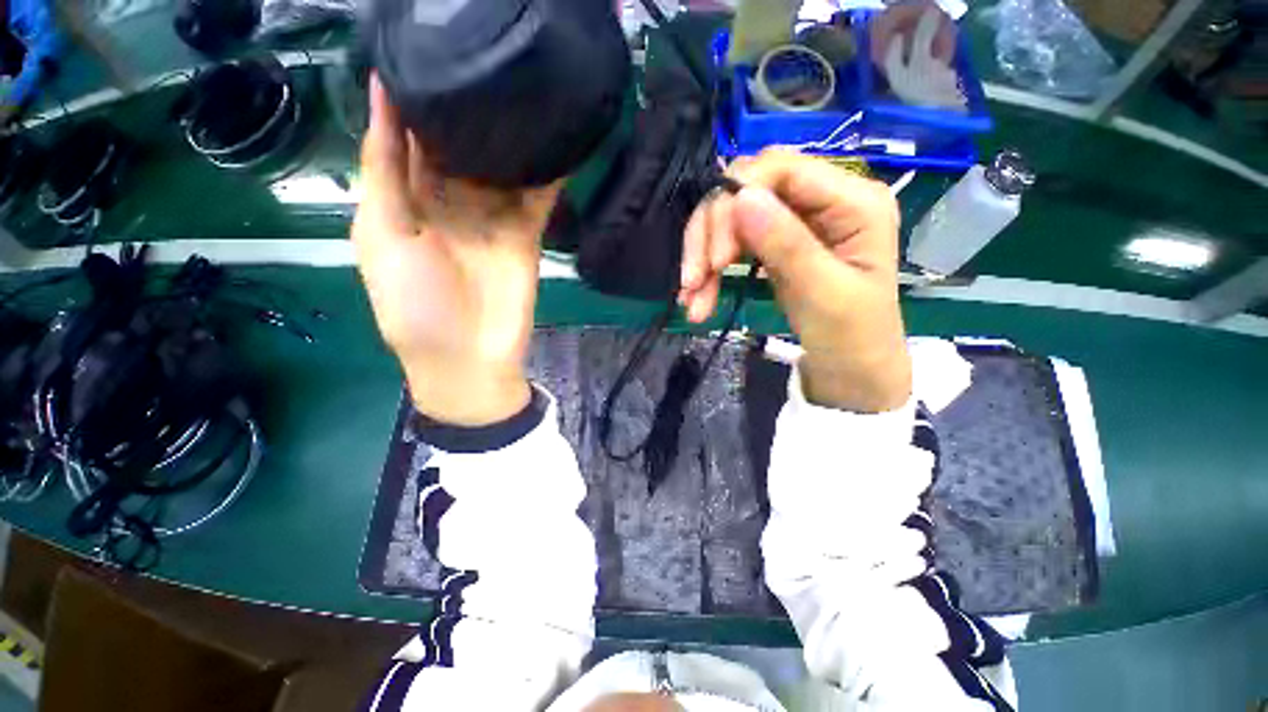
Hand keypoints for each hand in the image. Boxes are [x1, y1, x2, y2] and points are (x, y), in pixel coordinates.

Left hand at [353, 76, 561, 425]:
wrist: (469, 359)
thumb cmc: (414, 306)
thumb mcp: (382, 235)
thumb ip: (385, 170)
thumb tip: (383, 96)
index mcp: (406, 201)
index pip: (409, 137)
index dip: (414, 97)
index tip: (425, 49)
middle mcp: (450, 203)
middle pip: (459, 146)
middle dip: (468, 107)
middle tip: (484, 54)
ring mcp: (492, 219)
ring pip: (500, 166)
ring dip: (509, 133)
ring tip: (523, 82)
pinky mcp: (525, 235)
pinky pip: (536, 197)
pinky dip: (546, 171)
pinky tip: (556, 135)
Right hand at [680, 149, 910, 412]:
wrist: (850, 369)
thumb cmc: (851, 337)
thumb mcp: (823, 293)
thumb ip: (786, 244)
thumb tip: (741, 196)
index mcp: (853, 201)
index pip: (782, 169)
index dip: (738, 199)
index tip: (717, 256)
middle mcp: (822, 200)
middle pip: (748, 189)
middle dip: (712, 233)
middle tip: (694, 280)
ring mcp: (795, 221)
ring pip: (732, 217)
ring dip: (703, 257)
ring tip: (691, 299)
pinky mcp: (774, 243)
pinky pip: (731, 243)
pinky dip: (709, 270)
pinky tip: (696, 298)